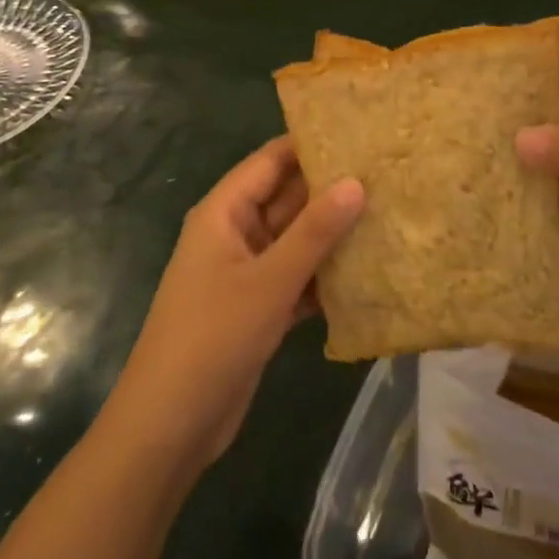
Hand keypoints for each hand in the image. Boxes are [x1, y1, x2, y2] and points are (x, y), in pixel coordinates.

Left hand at [102, 137, 364, 470]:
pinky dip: (327, 273)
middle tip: (388, 171)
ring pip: (297, 239)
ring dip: (334, 232)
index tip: (360, 130)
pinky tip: (370, 268)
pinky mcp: (260, 307)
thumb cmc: (213, 338)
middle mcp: (236, 233)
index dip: (311, 143)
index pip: (272, 160)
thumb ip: (315, 231)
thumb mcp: (269, 281)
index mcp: (224, 212)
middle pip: (287, 198)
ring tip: (389, 210)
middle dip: (331, 187)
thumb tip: (357, 182)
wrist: (170, 428)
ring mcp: (248, 272)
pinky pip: (299, 276)